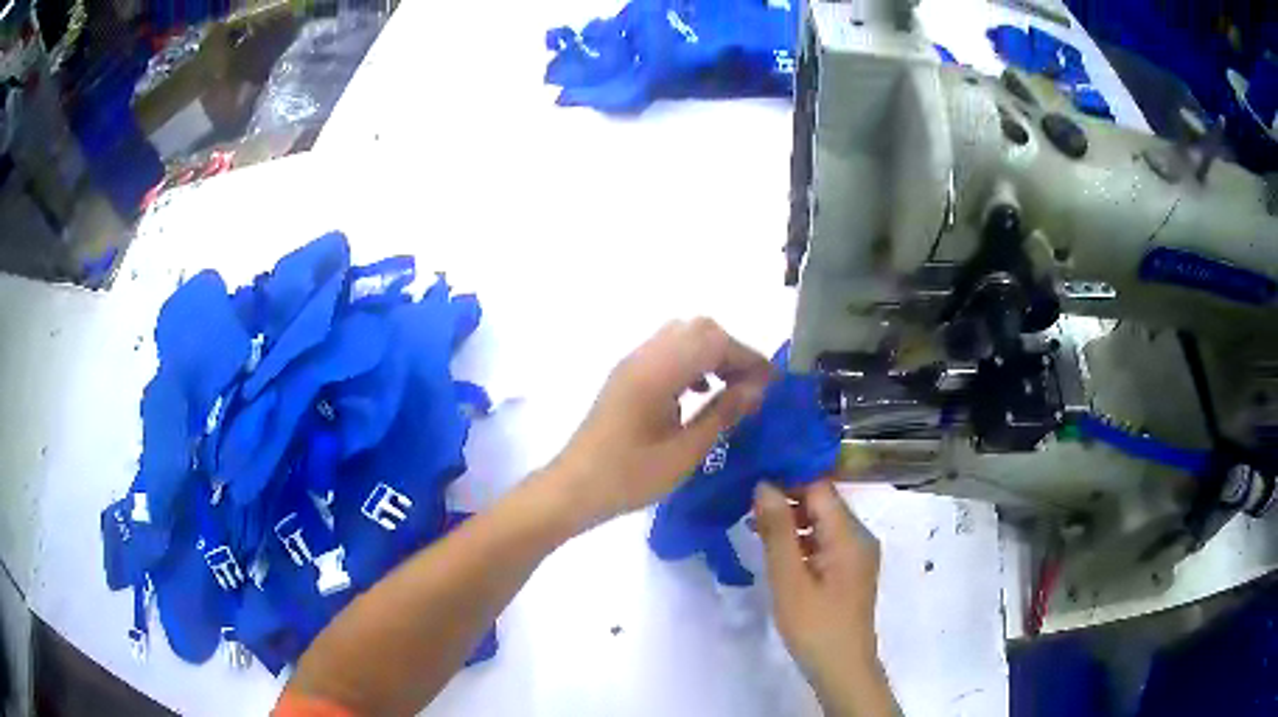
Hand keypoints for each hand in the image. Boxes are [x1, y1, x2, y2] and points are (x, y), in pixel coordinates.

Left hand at [549, 318, 772, 528]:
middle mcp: (643, 357)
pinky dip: (691, 363)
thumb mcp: (684, 452)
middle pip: (698, 329)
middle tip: (752, 387)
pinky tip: (699, 394)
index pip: (714, 341)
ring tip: (731, 391)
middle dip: (731, 352)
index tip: (772, 384)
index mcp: (657, 372)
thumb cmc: (629, 477)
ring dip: (712, 355)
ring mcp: (632, 364)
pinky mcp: (626, 377)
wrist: (574, 488)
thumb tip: (759, 388)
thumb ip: (723, 414)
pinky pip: (666, 352)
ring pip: (682, 337)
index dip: (748, 357)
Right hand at [755, 480, 895, 716]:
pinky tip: (775, 551)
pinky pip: (824, 542)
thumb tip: (764, 484)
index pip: (819, 488)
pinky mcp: (849, 571)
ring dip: (791, 521)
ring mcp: (856, 555)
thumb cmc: (815, 627)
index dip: (787, 479)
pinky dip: (800, 541)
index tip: (752, 479)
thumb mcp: (790, 580)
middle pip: (822, 503)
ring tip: (752, 525)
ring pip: (822, 523)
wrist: (843, 669)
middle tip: (744, 505)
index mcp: (849, 535)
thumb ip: (778, 531)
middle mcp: (859, 537)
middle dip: (786, 499)